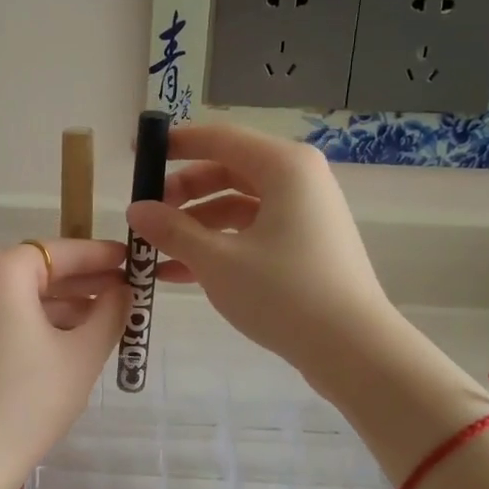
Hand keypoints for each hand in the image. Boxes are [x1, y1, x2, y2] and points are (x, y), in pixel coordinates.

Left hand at [0, 238, 128, 486]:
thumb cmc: (28, 400)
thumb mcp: (82, 354)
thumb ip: (110, 313)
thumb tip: (123, 291)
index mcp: (0, 270)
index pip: (60, 250)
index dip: (100, 256)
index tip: (131, 260)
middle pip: (37, 268)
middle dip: (82, 281)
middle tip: (125, 291)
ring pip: (20, 292)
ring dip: (61, 302)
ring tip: (105, 318)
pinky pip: (3, 312)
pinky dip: (35, 318)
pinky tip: (68, 337)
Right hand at [126, 124, 391, 377]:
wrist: (353, 350)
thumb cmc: (283, 293)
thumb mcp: (217, 261)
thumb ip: (172, 230)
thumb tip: (135, 209)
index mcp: (283, 167)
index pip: (218, 138)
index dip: (173, 144)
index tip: (136, 154)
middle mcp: (298, 180)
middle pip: (226, 170)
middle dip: (181, 193)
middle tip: (144, 215)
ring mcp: (304, 214)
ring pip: (236, 205)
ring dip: (194, 225)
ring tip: (155, 251)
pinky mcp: (304, 245)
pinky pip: (251, 232)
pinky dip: (217, 245)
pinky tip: (178, 273)